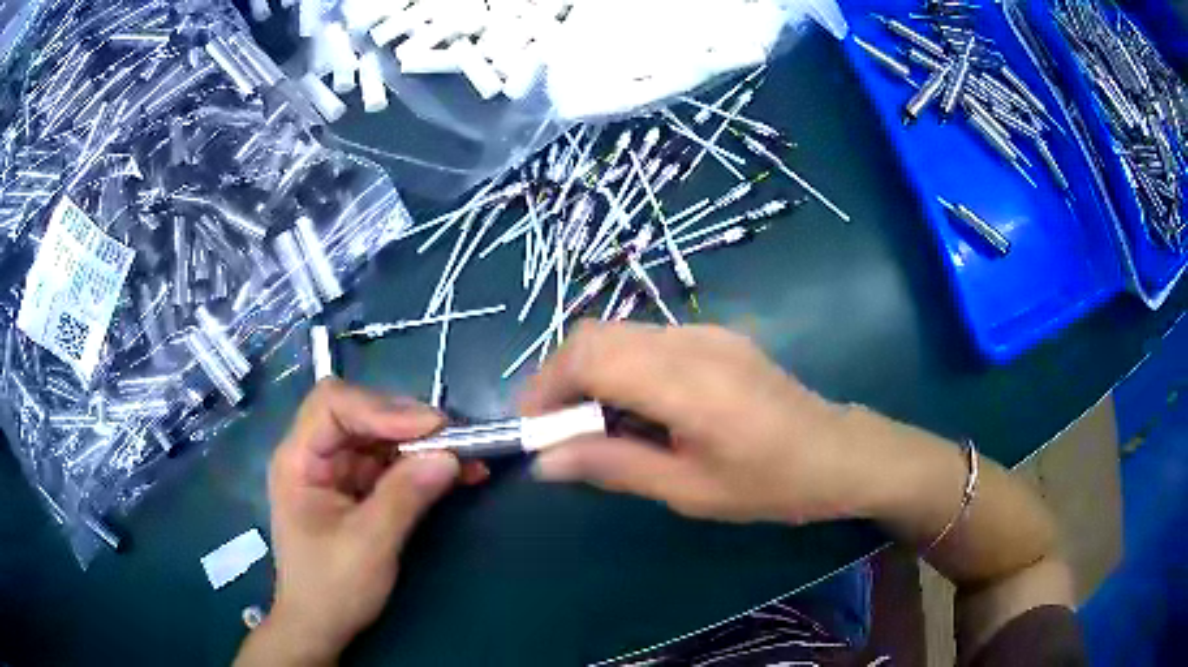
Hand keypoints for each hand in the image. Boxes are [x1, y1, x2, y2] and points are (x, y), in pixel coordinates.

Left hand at [238, 380, 479, 666]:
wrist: (321, 627)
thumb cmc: (332, 589)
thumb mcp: (369, 545)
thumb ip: (405, 496)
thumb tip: (449, 457)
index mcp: (299, 460)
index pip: (332, 405)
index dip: (380, 407)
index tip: (431, 427)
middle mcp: (314, 455)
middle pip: (359, 414)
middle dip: (407, 423)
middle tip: (456, 439)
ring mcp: (337, 470)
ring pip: (380, 435)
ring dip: (422, 443)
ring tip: (467, 455)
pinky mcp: (357, 487)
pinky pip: (391, 463)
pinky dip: (423, 464)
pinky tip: (457, 472)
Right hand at [521, 321, 870, 524]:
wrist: (836, 451)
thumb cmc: (769, 483)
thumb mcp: (689, 490)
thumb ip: (613, 466)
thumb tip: (545, 461)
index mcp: (687, 383)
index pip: (589, 355)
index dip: (546, 385)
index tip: (533, 428)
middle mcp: (691, 341)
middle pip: (595, 334)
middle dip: (559, 377)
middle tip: (557, 428)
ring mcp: (705, 331)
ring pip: (618, 333)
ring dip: (588, 372)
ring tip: (593, 423)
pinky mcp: (714, 335)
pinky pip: (646, 339)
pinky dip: (620, 367)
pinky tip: (636, 407)